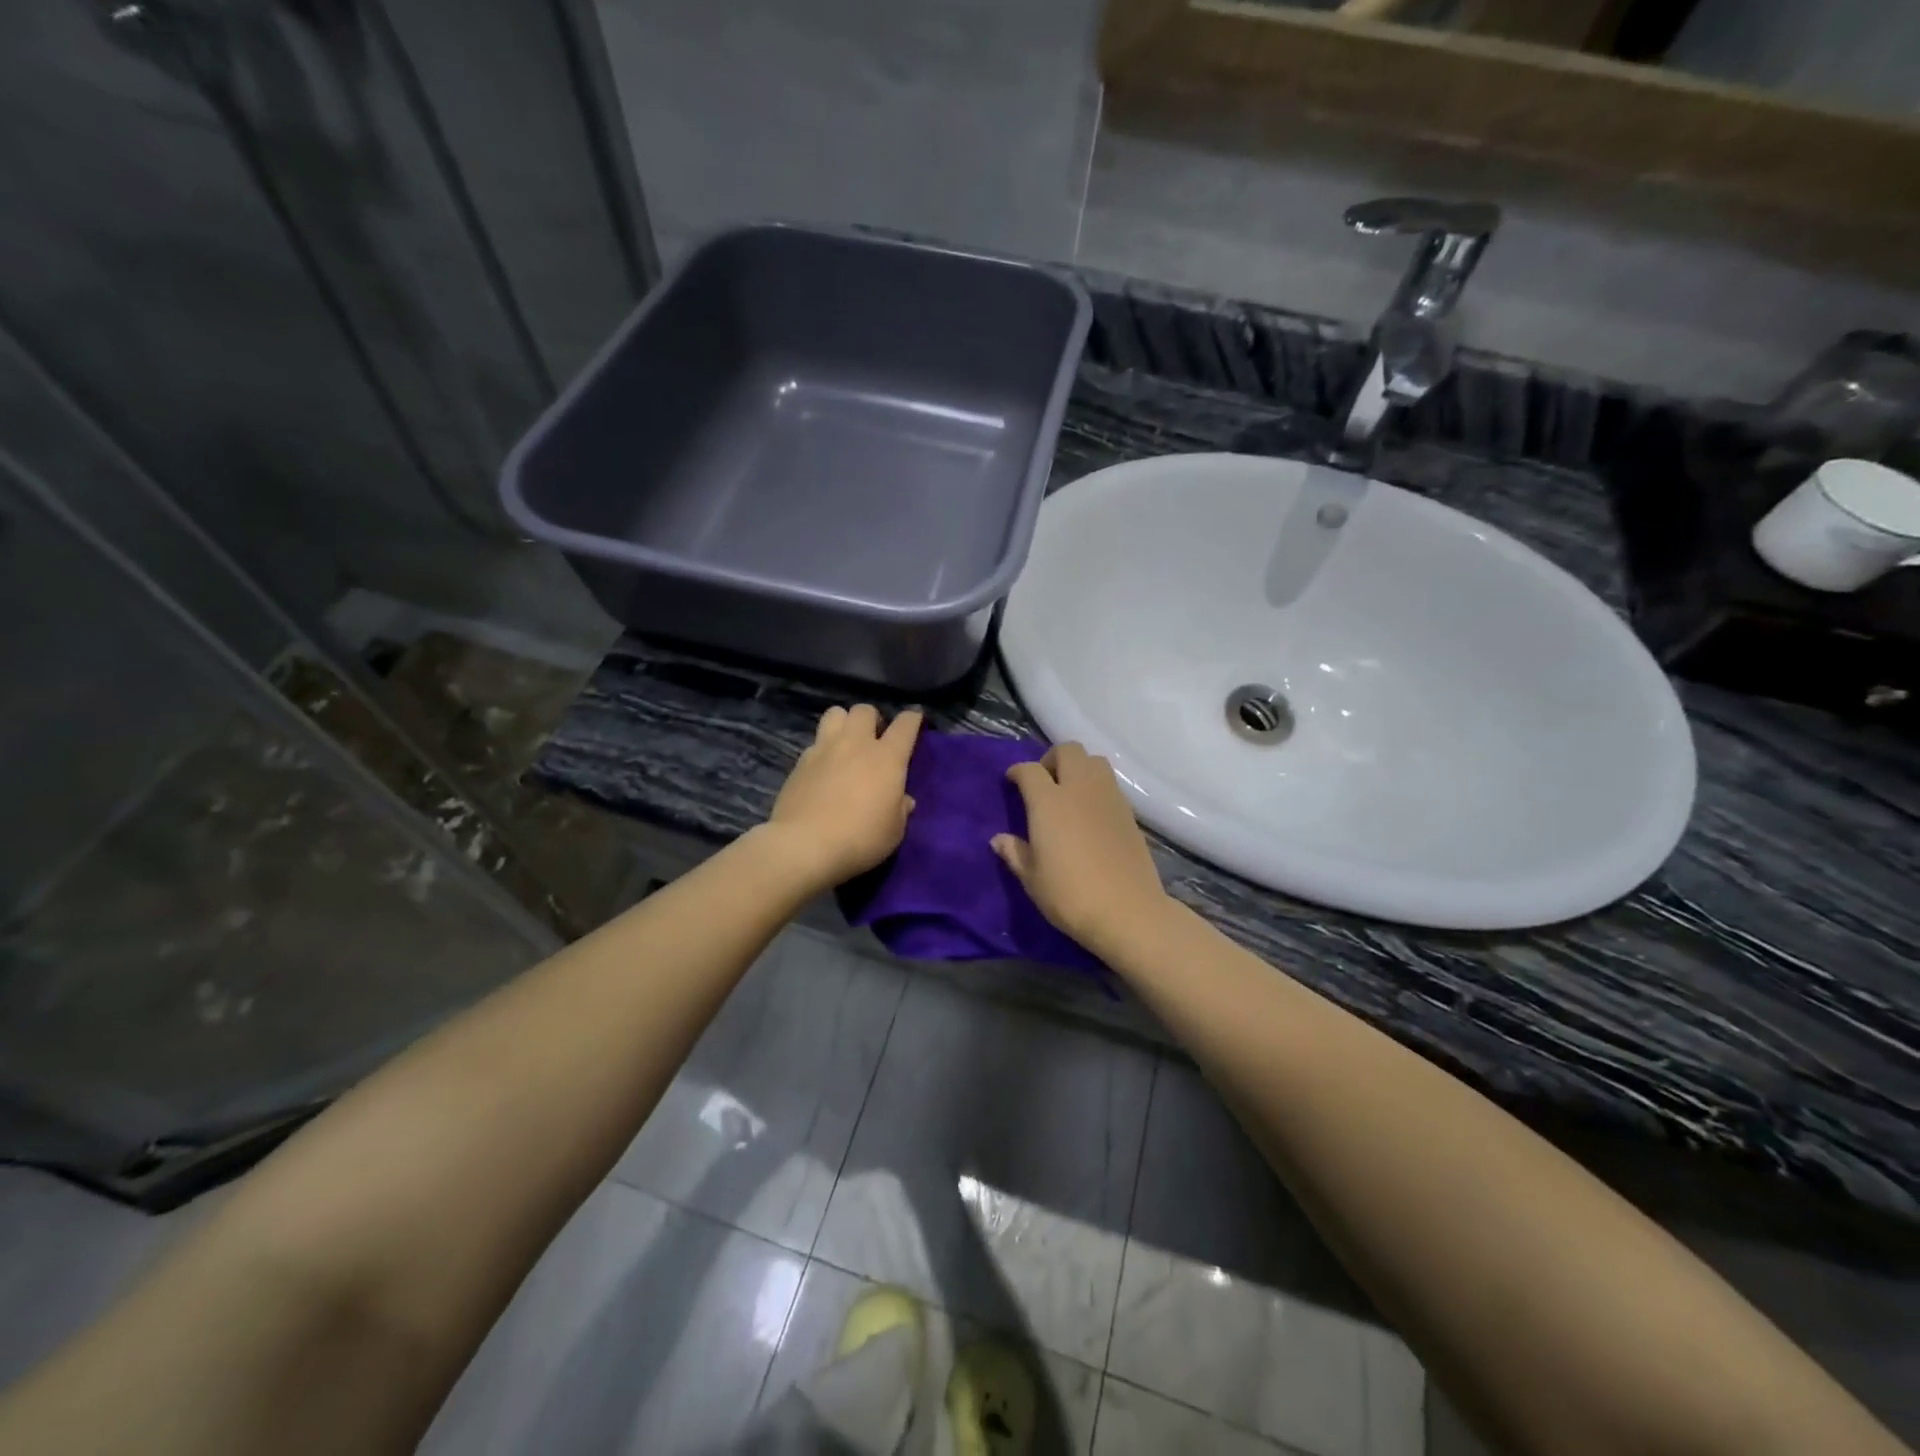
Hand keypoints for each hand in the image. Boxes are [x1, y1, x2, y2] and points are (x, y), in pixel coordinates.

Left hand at [763, 705, 921, 890]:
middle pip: (864, 710)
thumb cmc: (860, 838)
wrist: (804, 845)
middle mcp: (856, 744)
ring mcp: (824, 749)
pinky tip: (823, 769)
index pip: (905, 724)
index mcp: (887, 757)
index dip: (913, 719)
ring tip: (846, 743)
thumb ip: (900, 810)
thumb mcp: (894, 831)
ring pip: (835, 713)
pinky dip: (823, 749)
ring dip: (844, 723)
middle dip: (872, 719)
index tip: (915, 722)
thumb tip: (903, 800)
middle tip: (874, 738)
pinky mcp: (800, 762)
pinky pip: (815, 742)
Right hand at [992, 742, 1170, 953]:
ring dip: (1079, 767)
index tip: (1012, 782)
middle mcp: (1080, 789)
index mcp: (1049, 802)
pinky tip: (1090, 813)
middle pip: (1068, 751)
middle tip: (1043, 782)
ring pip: (1094, 761)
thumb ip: (1015, 853)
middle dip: (1051, 759)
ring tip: (1069, 793)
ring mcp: (1109, 798)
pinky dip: (1096, 786)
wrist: (1128, 911)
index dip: (1017, 771)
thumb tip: (998, 840)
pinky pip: (1110, 783)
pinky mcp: (1129, 812)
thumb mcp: (1032, 878)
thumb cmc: (1070, 895)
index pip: (1030, 770)